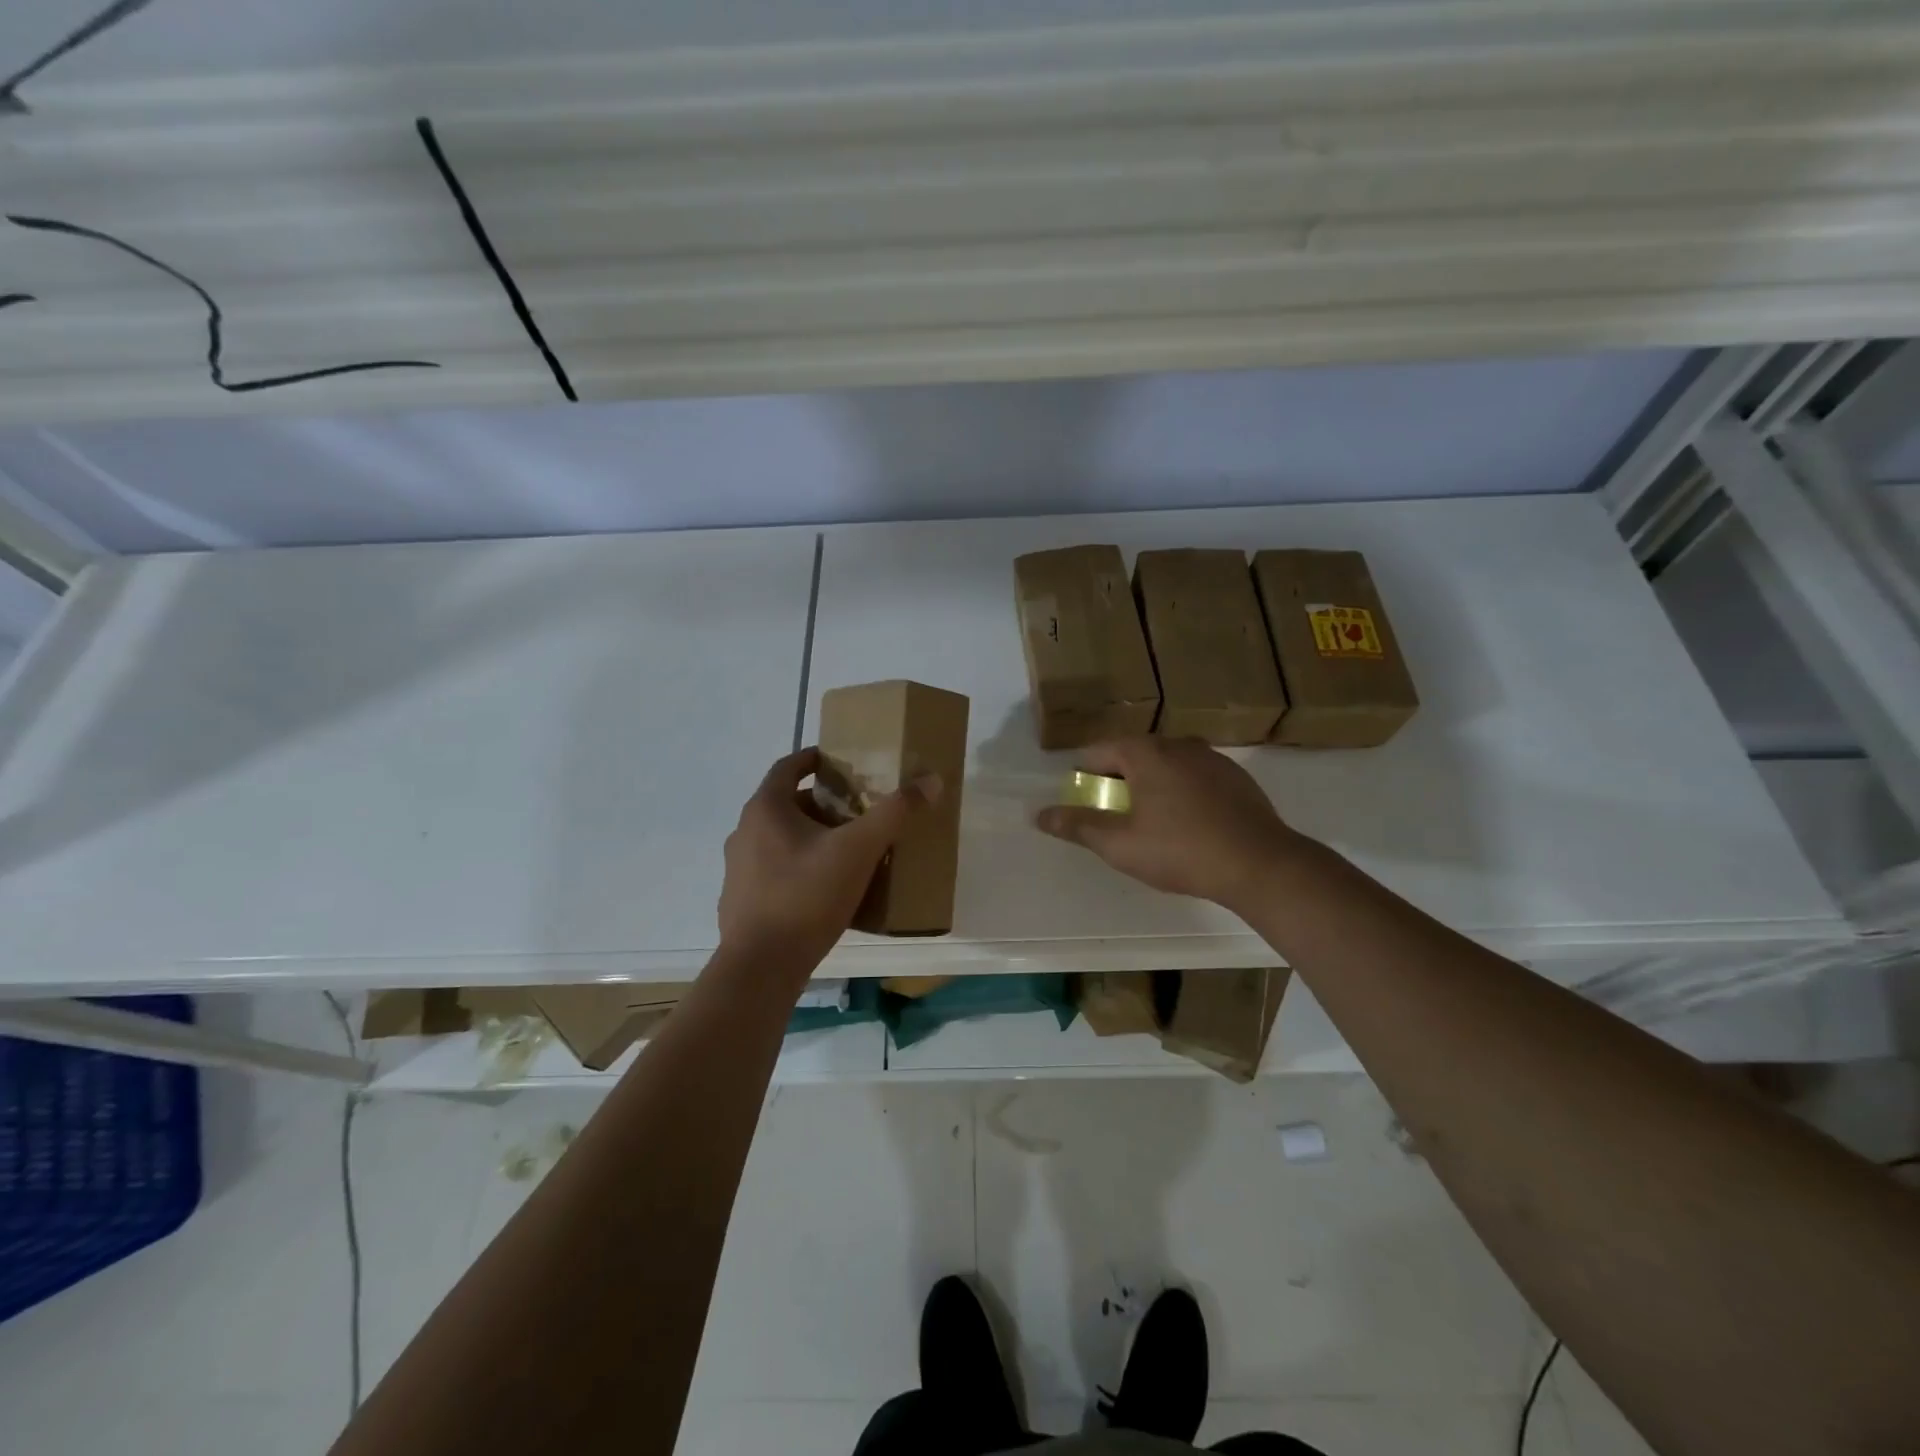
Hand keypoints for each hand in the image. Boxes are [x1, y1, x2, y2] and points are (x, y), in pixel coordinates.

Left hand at [718, 748, 937, 976]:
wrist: (761, 967)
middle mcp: (744, 833)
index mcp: (765, 810)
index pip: (787, 767)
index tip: (838, 762)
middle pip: (786, 805)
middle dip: (822, 804)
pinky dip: (798, 869)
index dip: (813, 759)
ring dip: (810, 838)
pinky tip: (824, 891)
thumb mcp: (859, 850)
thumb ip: (894, 813)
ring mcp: (737, 870)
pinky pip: (774, 872)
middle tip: (856, 811)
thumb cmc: (807, 897)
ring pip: (779, 840)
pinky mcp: (740, 902)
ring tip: (846, 851)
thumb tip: (931, 781)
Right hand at [1035, 736, 1303, 911]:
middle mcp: (1178, 743)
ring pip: (1166, 764)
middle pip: (1132, 754)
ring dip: (1150, 785)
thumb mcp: (1120, 844)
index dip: (1083, 776)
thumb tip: (1040, 815)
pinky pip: (1194, 775)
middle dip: (1117, 780)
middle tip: (1114, 816)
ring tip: (1150, 822)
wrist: (1261, 864)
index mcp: (1146, 752)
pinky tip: (1188, 823)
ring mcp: (1211, 757)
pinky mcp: (1236, 776)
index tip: (1084, 803)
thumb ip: (1078, 826)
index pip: (1099, 752)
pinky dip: (1181, 790)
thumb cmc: (1181, 851)